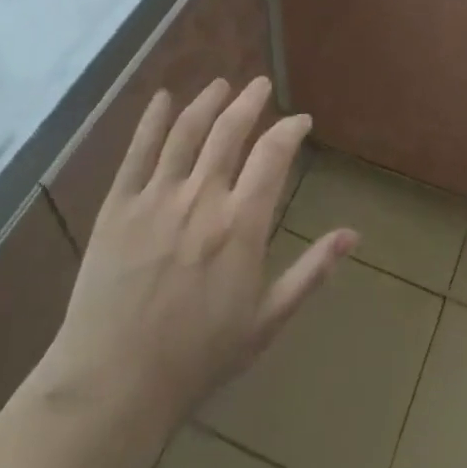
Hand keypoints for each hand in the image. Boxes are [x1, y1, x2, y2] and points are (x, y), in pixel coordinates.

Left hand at [35, 77, 355, 443]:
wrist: (114, 384)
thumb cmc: (198, 358)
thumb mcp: (266, 321)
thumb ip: (311, 272)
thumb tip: (352, 234)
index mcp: (241, 225)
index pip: (273, 155)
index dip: (290, 130)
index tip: (300, 121)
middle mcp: (202, 198)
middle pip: (230, 130)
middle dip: (250, 101)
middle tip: (261, 84)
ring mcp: (156, 198)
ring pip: (186, 132)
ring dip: (207, 101)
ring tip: (221, 84)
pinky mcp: (118, 206)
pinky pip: (137, 151)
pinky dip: (152, 119)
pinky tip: (163, 98)